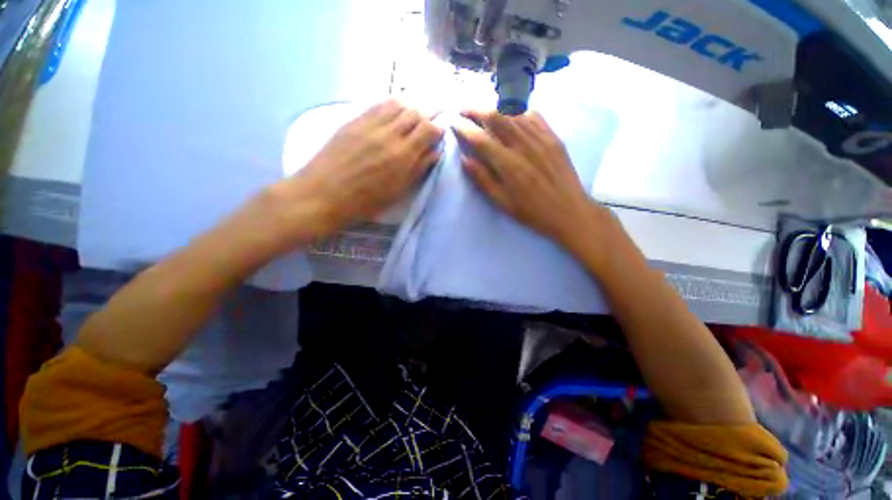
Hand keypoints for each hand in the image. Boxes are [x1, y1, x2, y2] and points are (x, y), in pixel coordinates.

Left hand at [264, 100, 443, 246]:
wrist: (325, 193)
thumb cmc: (366, 201)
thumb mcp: (398, 191)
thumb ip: (418, 169)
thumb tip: (435, 153)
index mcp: (403, 155)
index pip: (429, 129)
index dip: (437, 130)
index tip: (437, 136)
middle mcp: (390, 134)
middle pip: (415, 113)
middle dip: (424, 119)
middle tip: (423, 130)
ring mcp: (370, 124)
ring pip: (397, 104)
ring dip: (408, 110)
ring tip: (408, 122)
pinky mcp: (354, 120)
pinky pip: (378, 105)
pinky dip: (390, 106)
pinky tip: (391, 115)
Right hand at [454, 110, 613, 247]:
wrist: (569, 211)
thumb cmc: (532, 212)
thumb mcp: (503, 203)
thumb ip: (483, 180)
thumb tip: (465, 160)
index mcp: (509, 165)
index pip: (481, 139)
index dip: (465, 129)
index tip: (454, 124)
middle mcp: (524, 145)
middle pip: (497, 117)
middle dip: (476, 110)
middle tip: (464, 111)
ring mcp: (541, 138)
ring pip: (514, 112)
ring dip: (495, 108)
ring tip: (483, 111)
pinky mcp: (553, 137)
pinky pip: (534, 115)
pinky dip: (518, 111)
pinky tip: (511, 115)